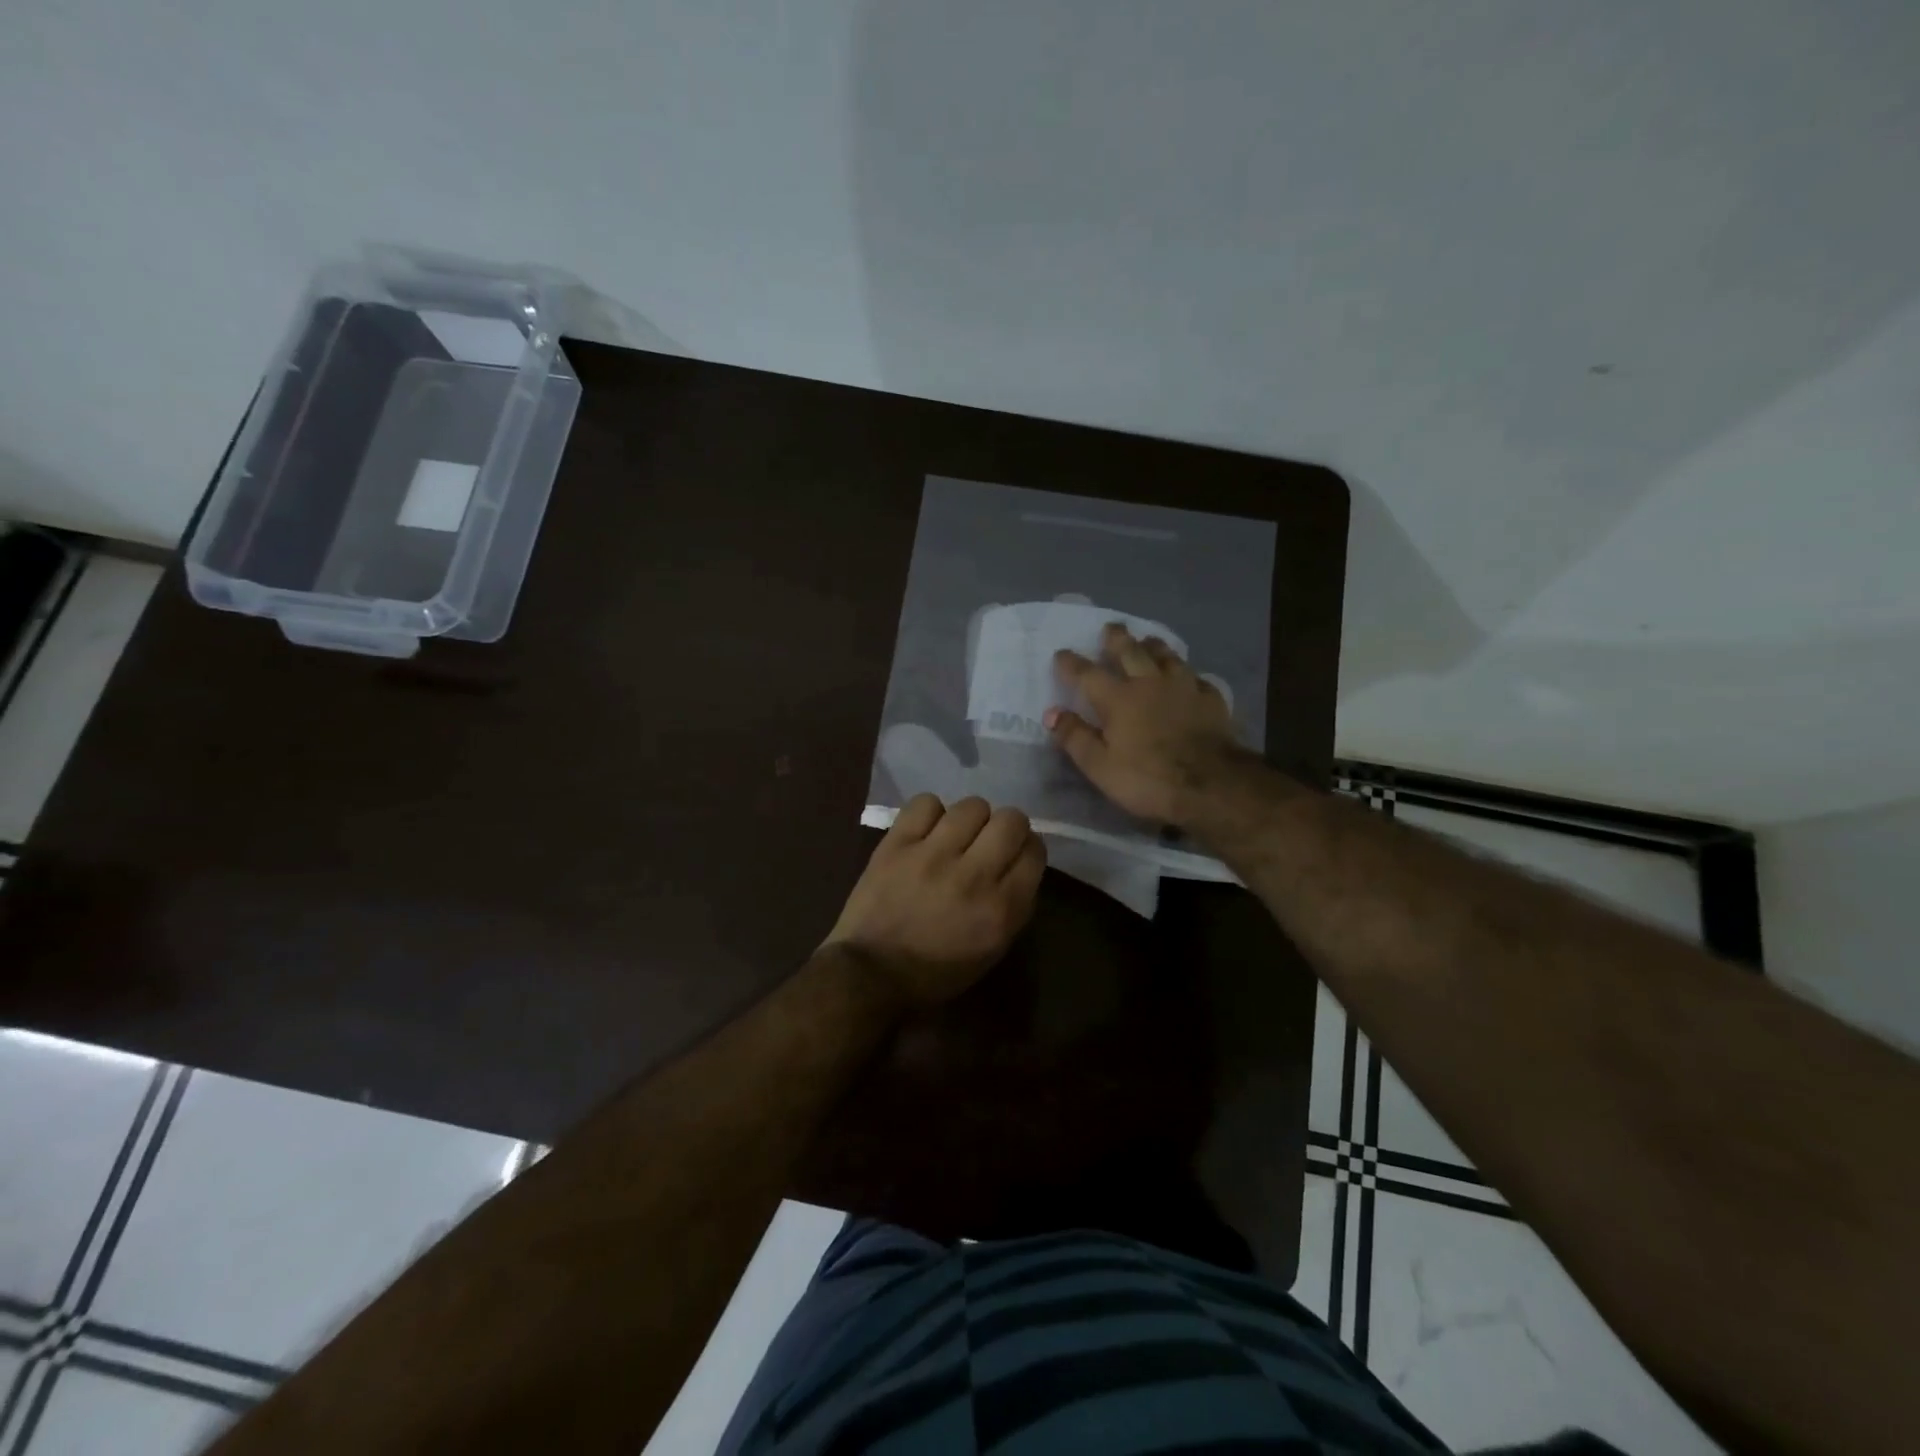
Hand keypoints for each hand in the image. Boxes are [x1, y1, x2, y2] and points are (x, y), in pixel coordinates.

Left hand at [824, 795, 1045, 1006]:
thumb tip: (1018, 863)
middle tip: (990, 840)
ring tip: (956, 835)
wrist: (870, 973)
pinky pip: (926, 803)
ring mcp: (932, 856)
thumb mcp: (993, 950)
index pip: (1034, 851)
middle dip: (1007, 827)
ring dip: (970, 819)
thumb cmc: (936, 972)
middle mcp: (972, 876)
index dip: (1028, 848)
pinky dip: (931, 813)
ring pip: (972, 806)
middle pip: (1010, 820)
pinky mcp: (897, 844)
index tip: (1015, 854)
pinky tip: (927, 831)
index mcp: (1000, 909)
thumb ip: (1014, 904)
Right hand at [1046, 622, 1242, 827]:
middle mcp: (1149, 683)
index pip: (1088, 674)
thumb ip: (1075, 737)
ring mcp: (1183, 687)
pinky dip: (1187, 674)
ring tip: (1148, 640)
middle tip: (1110, 627)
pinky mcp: (1211, 699)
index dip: (1072, 663)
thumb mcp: (1099, 766)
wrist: (1211, 784)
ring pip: (1166, 656)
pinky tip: (1188, 677)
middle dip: (1117, 638)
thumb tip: (1052, 712)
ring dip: (1153, 645)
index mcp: (1118, 699)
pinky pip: (1196, 677)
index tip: (1062, 654)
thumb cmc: (1148, 778)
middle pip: (1130, 651)